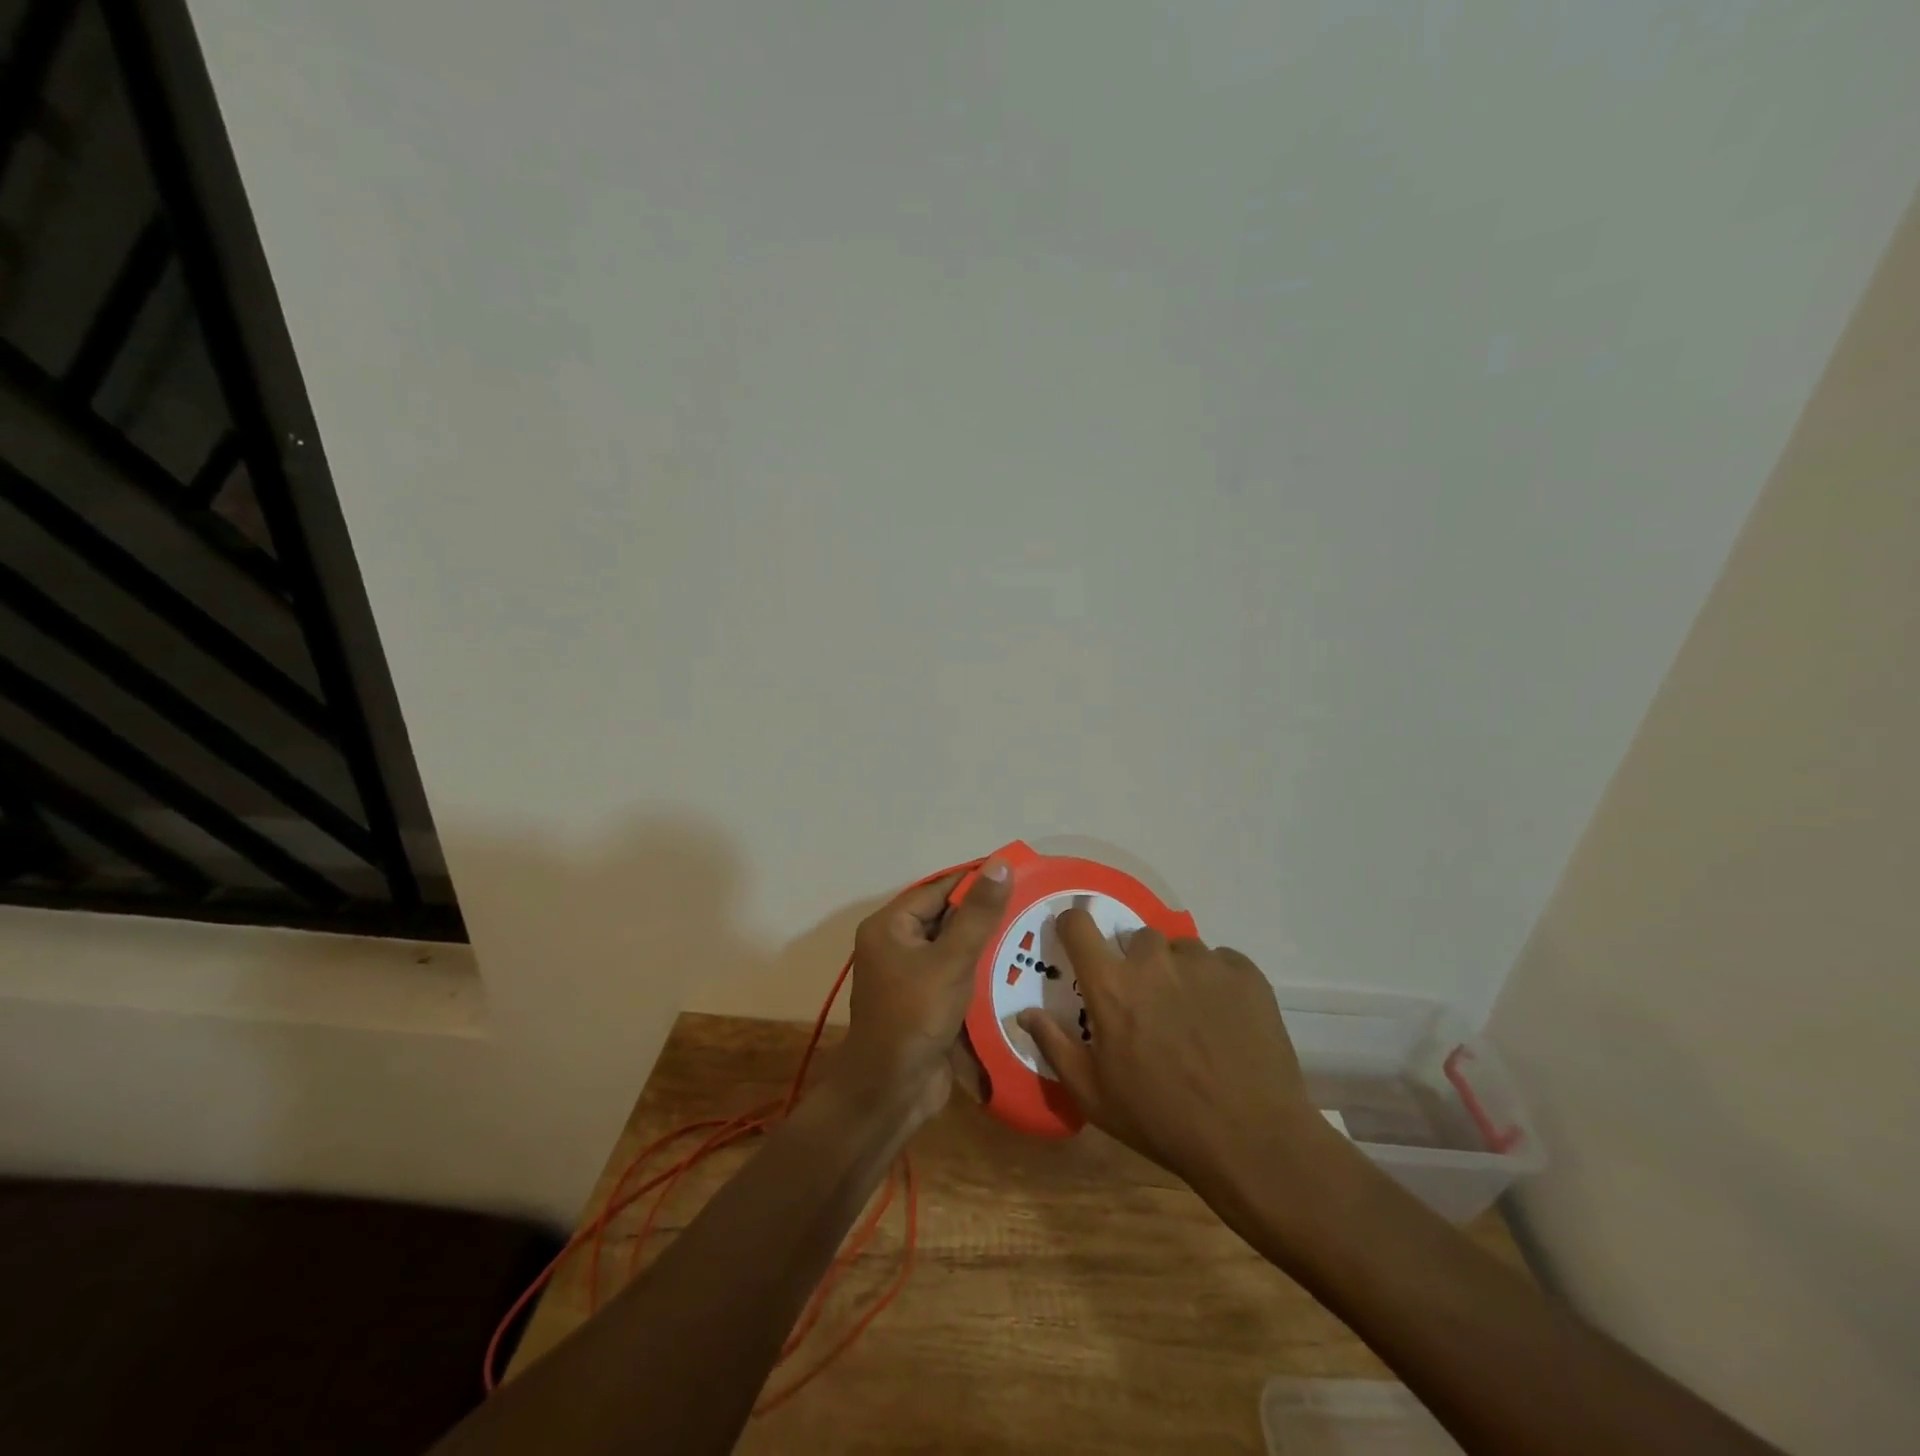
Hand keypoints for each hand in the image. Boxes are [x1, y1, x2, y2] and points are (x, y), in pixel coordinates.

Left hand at [834, 859, 1010, 1122]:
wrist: (891, 1092)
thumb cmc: (915, 1017)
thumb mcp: (951, 961)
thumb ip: (978, 914)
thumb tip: (1000, 864)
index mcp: (891, 926)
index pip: (939, 889)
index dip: (977, 880)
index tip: (1019, 872)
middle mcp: (896, 945)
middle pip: (946, 916)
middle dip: (986, 912)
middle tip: (1032, 903)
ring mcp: (911, 975)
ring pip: (955, 947)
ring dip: (987, 943)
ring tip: (1032, 932)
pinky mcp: (926, 1001)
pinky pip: (956, 974)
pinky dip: (981, 970)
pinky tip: (1017, 968)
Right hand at [1018, 912, 1329, 1192]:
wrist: (1253, 1141)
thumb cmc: (1161, 1120)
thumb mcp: (1094, 1094)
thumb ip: (1054, 1045)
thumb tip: (1023, 1012)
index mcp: (1112, 984)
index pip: (1078, 925)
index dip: (1072, 926)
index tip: (1076, 941)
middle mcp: (1154, 960)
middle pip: (1135, 939)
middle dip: (1134, 963)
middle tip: (1146, 1004)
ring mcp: (1203, 962)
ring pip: (1179, 950)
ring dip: (1176, 972)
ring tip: (1190, 1015)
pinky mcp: (1244, 972)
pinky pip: (1219, 962)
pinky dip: (1215, 982)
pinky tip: (1224, 1020)